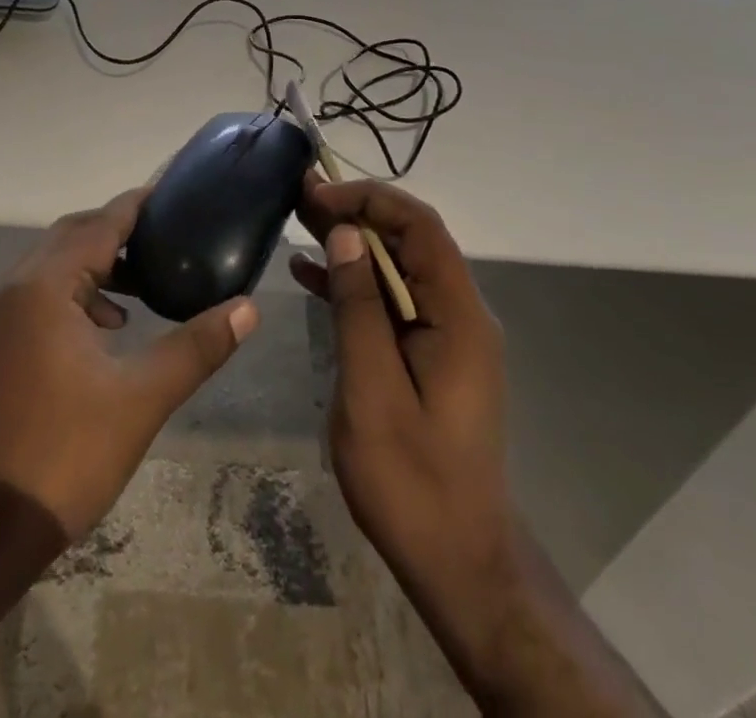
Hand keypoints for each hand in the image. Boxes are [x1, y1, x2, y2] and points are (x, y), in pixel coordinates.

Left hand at [0, 188, 260, 547]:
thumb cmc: (68, 454)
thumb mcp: (143, 397)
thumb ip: (197, 346)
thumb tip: (248, 308)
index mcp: (45, 287)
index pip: (99, 225)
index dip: (137, 205)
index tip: (174, 192)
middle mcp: (15, 288)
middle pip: (72, 235)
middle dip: (118, 231)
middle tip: (167, 235)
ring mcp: (0, 317)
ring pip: (54, 264)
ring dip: (97, 262)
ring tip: (146, 281)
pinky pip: (42, 293)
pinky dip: (77, 292)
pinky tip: (110, 326)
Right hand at [290, 176, 522, 703]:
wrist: (457, 561)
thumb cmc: (413, 481)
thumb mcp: (373, 391)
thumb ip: (359, 307)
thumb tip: (344, 235)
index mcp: (457, 315)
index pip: (420, 226)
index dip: (370, 199)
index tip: (319, 194)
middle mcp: (458, 313)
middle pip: (408, 241)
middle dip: (355, 212)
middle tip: (299, 196)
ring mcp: (444, 334)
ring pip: (396, 267)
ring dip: (350, 244)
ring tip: (297, 221)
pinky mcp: (428, 355)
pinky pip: (390, 302)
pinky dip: (353, 284)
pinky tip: (309, 275)